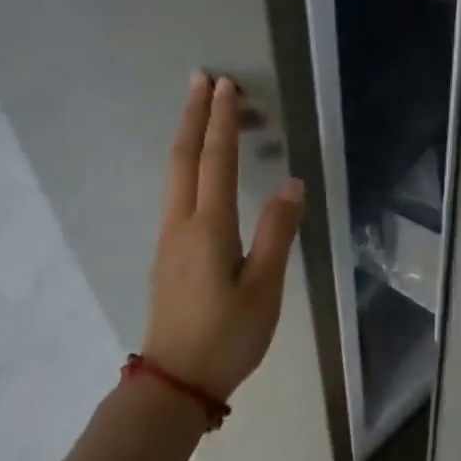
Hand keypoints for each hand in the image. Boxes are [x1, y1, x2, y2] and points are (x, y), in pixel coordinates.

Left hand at [143, 73, 304, 400]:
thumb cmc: (228, 336)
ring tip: (202, 112)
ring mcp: (169, 239)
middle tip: (202, 79)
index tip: (226, 86)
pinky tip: (198, 169)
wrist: (176, 381)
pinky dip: (189, 165)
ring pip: (176, 175)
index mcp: (208, 228)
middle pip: (184, 158)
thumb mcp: (264, 287)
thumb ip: (277, 232)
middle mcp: (182, 224)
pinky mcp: (169, 254)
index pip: (215, 161)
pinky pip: (177, 193)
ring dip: (189, 137)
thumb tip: (292, 183)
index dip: (222, 122)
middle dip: (193, 116)